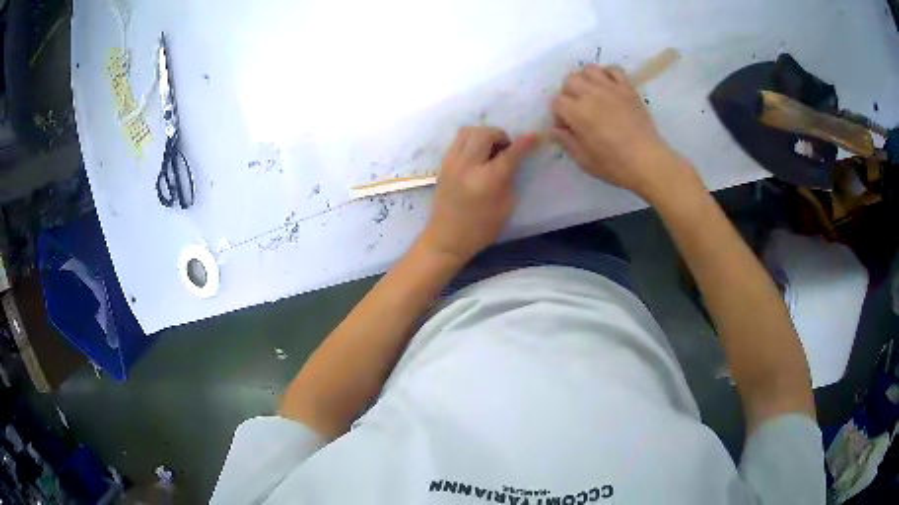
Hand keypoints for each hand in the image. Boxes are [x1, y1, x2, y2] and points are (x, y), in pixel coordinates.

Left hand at [419, 126, 539, 264]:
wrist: (447, 238)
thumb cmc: (482, 228)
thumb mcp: (506, 206)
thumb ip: (510, 178)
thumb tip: (513, 159)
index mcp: (488, 180)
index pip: (510, 153)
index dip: (525, 142)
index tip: (535, 136)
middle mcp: (468, 166)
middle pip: (485, 133)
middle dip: (500, 135)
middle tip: (505, 149)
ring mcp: (452, 163)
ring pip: (468, 130)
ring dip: (483, 134)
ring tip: (490, 150)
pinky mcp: (443, 164)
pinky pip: (458, 141)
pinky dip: (471, 141)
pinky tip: (477, 156)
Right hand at [551, 64, 695, 201]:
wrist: (648, 161)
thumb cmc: (615, 165)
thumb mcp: (584, 160)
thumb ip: (567, 141)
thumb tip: (554, 130)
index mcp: (578, 113)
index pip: (557, 102)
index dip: (559, 115)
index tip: (567, 128)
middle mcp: (592, 94)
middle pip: (570, 80)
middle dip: (569, 94)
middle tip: (578, 110)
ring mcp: (611, 88)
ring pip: (589, 69)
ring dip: (586, 80)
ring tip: (591, 95)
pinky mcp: (628, 88)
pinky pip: (614, 69)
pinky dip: (608, 74)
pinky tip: (609, 87)